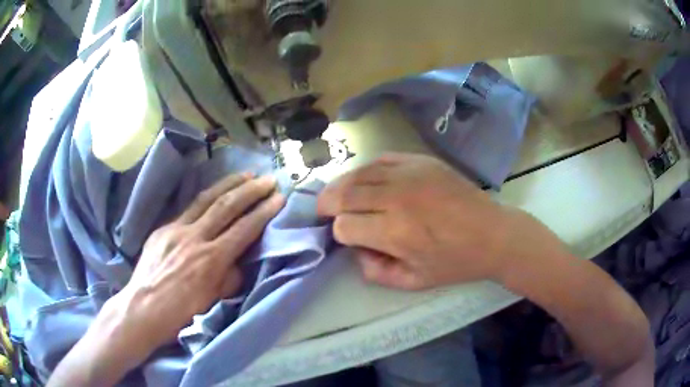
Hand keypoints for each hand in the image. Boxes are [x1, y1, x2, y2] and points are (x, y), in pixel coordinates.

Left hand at [111, 173, 284, 358]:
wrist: (142, 308)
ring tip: (246, 174)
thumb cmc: (181, 313)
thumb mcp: (213, 301)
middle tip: (268, 179)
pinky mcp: (162, 228)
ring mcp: (176, 229)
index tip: (279, 197)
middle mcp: (195, 237)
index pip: (244, 228)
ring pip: (205, 199)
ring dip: (229, 184)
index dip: (264, 211)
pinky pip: (187, 209)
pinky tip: (213, 194)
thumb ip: (230, 278)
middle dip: (251, 190)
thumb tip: (238, 261)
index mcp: (211, 260)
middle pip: (227, 206)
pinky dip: (205, 199)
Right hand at [317, 153, 549, 289]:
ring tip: (338, 194)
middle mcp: (397, 198)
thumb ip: (375, 271)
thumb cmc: (455, 262)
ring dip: (342, 185)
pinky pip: (380, 159)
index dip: (340, 233)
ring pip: (357, 173)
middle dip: (327, 204)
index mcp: (395, 232)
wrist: (493, 234)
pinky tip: (367, 180)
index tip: (348, 237)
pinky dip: (366, 170)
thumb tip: (356, 250)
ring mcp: (409, 174)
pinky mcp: (421, 160)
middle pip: (343, 194)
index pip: (344, 226)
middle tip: (324, 210)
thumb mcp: (414, 282)